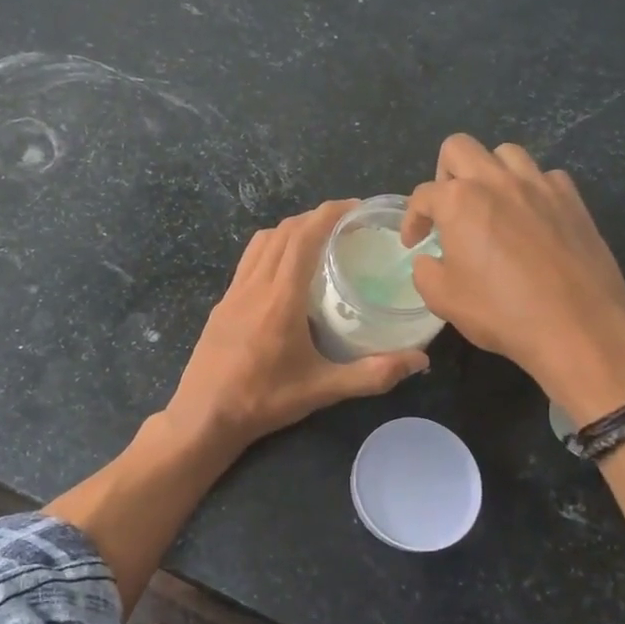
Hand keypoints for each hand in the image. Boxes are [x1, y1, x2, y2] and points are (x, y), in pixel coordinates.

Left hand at [165, 200, 429, 453]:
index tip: (355, 207)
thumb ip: (372, 374)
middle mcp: (255, 285)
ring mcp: (233, 292)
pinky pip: (248, 260)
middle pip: (283, 232)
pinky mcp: (222, 303)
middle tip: (346, 223)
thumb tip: (420, 361)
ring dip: (290, 230)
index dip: (329, 214)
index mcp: (280, 297)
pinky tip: (284, 271)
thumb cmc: (263, 400)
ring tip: (317, 239)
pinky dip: (270, 248)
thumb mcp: (323, 390)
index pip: (303, 237)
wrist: (203, 416)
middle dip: (314, 218)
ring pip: (261, 242)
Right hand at [401, 135, 624, 416]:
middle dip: (444, 175)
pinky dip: (530, 190)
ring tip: (490, 206)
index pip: (423, 195)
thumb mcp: (442, 299)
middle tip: (448, 210)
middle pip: (459, 148)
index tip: (415, 243)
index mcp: (459, 200)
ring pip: (505, 153)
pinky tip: (530, 219)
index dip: (412, 220)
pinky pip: (545, 176)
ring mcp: (540, 185)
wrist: (577, 327)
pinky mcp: (572, 200)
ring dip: (489, 173)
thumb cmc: (501, 312)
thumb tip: (430, 259)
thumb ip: (425, 271)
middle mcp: (497, 181)